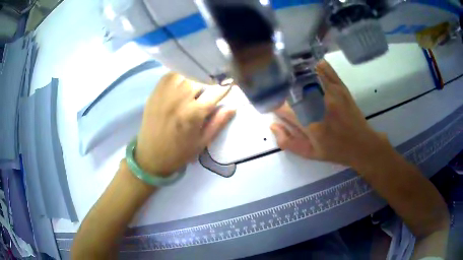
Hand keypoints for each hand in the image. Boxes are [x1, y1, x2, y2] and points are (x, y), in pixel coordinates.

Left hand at [135, 72, 234, 175]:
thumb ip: (218, 123)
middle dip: (209, 80)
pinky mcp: (155, 92)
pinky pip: (170, 75)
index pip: (215, 91)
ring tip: (196, 82)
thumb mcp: (203, 142)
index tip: (230, 83)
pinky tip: (182, 82)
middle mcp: (179, 99)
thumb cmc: (179, 152)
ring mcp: (165, 93)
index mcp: (194, 113)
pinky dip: (179, 75)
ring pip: (185, 73)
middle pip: (200, 78)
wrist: (151, 156)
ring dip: (194, 76)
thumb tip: (233, 106)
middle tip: (212, 84)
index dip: (225, 85)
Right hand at [270, 60, 389, 166]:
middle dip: (281, 87)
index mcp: (309, 124)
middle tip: (278, 89)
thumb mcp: (310, 154)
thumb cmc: (335, 150)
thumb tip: (272, 125)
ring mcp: (331, 91)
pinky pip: (324, 68)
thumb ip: (288, 142)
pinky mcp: (340, 85)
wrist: (362, 144)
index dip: (272, 103)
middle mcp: (318, 104)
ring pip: (306, 73)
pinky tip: (309, 70)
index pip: (282, 106)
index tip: (271, 104)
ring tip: (291, 77)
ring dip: (295, 73)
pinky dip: (313, 66)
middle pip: (291, 86)